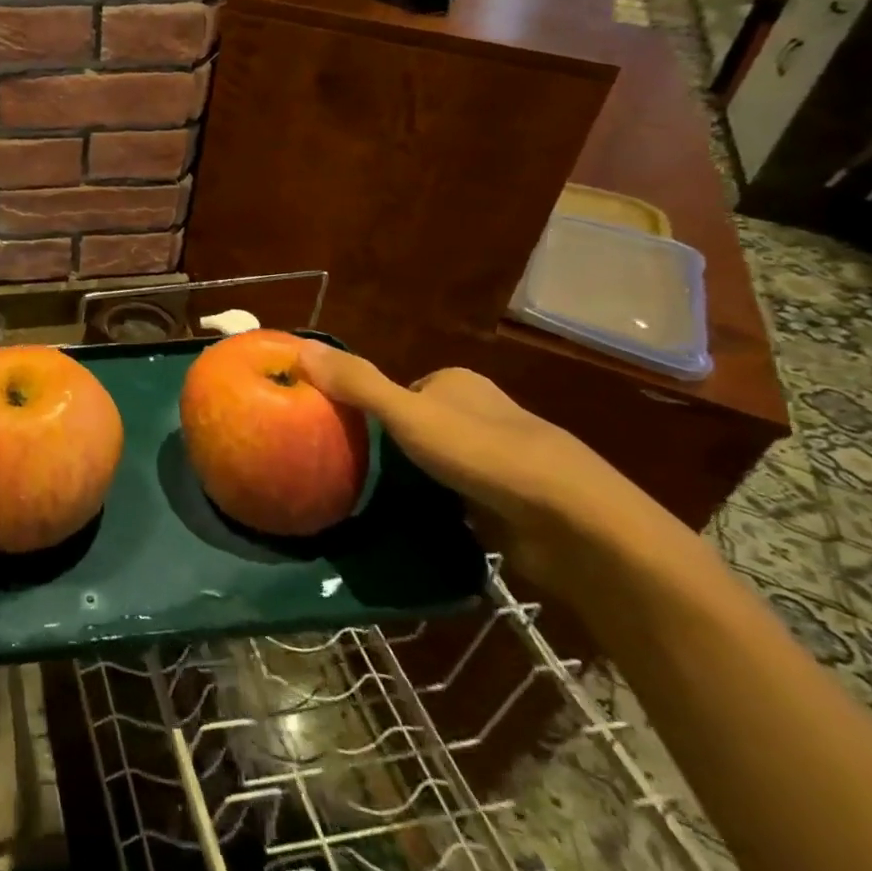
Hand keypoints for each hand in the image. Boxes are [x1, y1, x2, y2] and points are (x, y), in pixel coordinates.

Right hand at [297, 343, 677, 598]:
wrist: (572, 522)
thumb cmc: (484, 454)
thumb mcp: (407, 413)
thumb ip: (356, 383)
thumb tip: (299, 347)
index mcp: (458, 384)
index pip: (399, 389)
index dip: (368, 409)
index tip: (339, 434)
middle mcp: (481, 413)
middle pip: (417, 425)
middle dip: (390, 447)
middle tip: (351, 471)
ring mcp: (500, 458)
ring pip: (438, 463)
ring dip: (415, 480)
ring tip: (376, 501)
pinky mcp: (511, 500)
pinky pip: (460, 497)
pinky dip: (440, 507)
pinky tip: (419, 523)